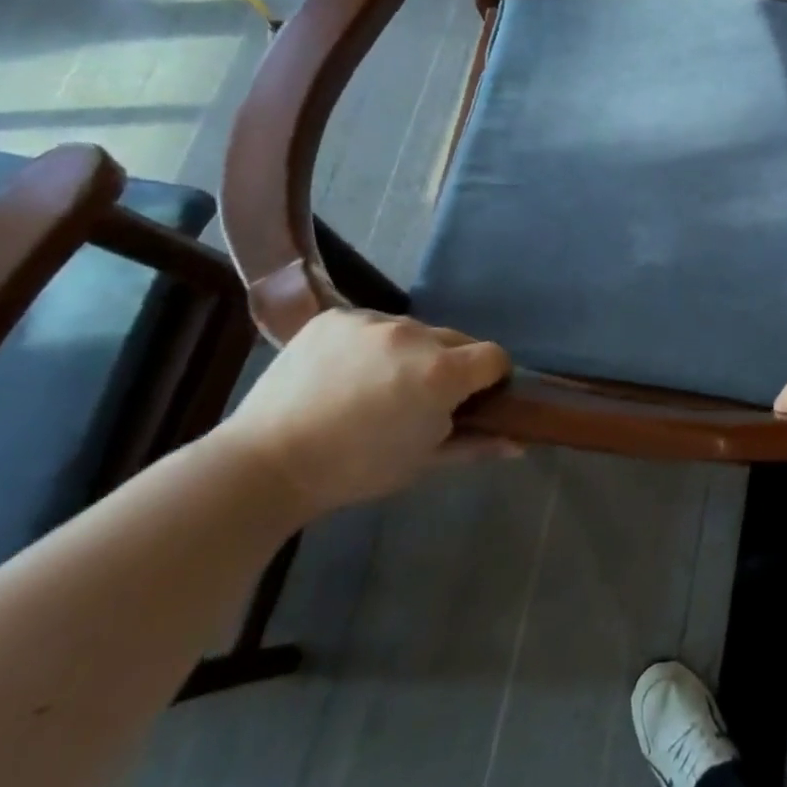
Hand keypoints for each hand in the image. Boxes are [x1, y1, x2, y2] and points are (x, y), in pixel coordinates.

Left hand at [217, 309, 514, 515]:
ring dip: (410, 352)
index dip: (491, 378)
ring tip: (376, 386)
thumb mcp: (423, 462)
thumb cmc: (355, 471)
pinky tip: (345, 373)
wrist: (266, 464)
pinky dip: (371, 344)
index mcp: (441, 373)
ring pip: (414, 330)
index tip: (472, 399)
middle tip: (419, 398)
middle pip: (456, 340)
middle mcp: (414, 335)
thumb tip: (520, 443)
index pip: (495, 356)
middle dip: (450, 365)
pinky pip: (373, 323)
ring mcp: (372, 320)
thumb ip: (477, 444)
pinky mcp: (337, 315)